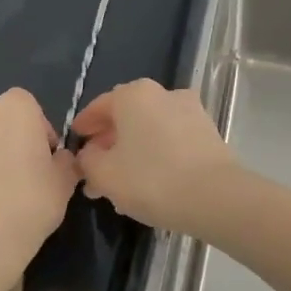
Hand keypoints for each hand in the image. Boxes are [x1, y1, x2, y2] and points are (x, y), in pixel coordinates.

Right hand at [73, 79, 236, 233]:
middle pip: (128, 115)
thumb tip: (90, 154)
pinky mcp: (209, 133)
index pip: (101, 105)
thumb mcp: (105, 174)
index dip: (85, 125)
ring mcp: (191, 111)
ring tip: (122, 178)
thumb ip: (88, 161)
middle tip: (95, 165)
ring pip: (151, 128)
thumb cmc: (151, 179)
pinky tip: (150, 178)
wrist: (214, 196)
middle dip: (110, 140)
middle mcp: (164, 94)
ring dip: (134, 148)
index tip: (76, 140)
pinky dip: (158, 152)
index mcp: (135, 95)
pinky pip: (173, 139)